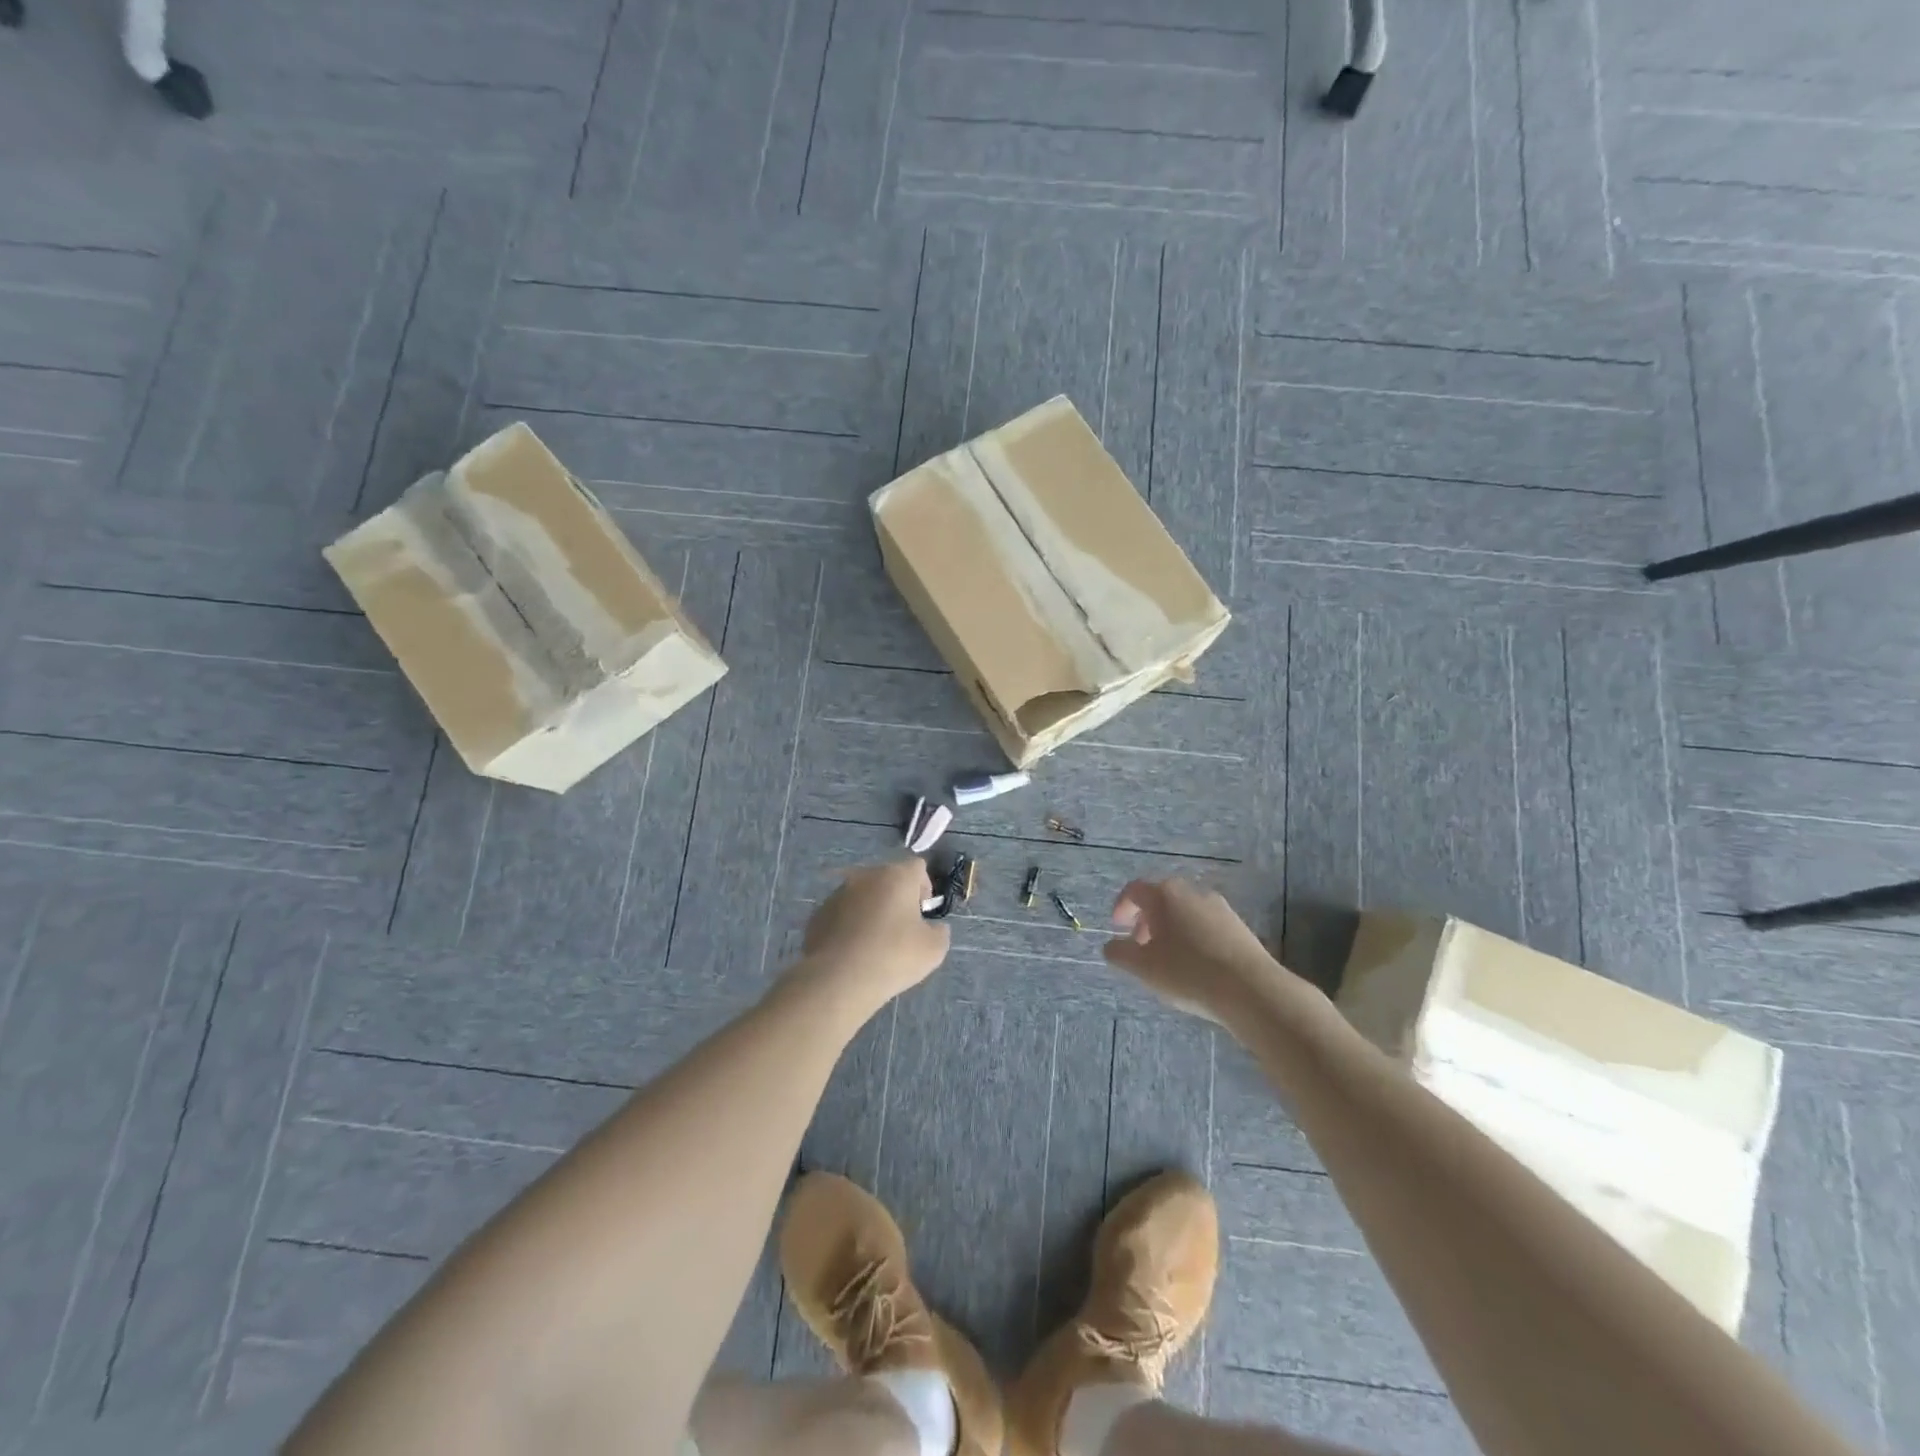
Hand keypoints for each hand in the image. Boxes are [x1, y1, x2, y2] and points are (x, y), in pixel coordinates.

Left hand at [795, 859, 950, 1016]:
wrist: (838, 980)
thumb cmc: (893, 957)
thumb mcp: (934, 949)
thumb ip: (939, 931)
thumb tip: (933, 927)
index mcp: (896, 876)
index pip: (917, 867)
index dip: (925, 887)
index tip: (923, 914)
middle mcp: (865, 877)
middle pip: (888, 879)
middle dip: (897, 898)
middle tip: (902, 929)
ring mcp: (838, 894)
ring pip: (863, 896)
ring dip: (872, 911)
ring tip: (875, 944)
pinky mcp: (818, 914)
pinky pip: (842, 914)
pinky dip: (850, 926)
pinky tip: (853, 952)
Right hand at [1104, 878, 1297, 1024]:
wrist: (1251, 989)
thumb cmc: (1187, 972)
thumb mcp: (1143, 967)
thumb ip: (1120, 953)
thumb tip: (1110, 945)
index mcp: (1164, 895)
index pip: (1134, 890)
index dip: (1121, 907)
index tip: (1117, 928)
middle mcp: (1191, 891)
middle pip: (1161, 899)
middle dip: (1146, 920)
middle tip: (1141, 946)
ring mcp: (1218, 906)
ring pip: (1184, 911)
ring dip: (1170, 929)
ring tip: (1168, 959)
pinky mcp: (1238, 925)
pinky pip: (1205, 924)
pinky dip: (1193, 936)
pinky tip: (1196, 965)